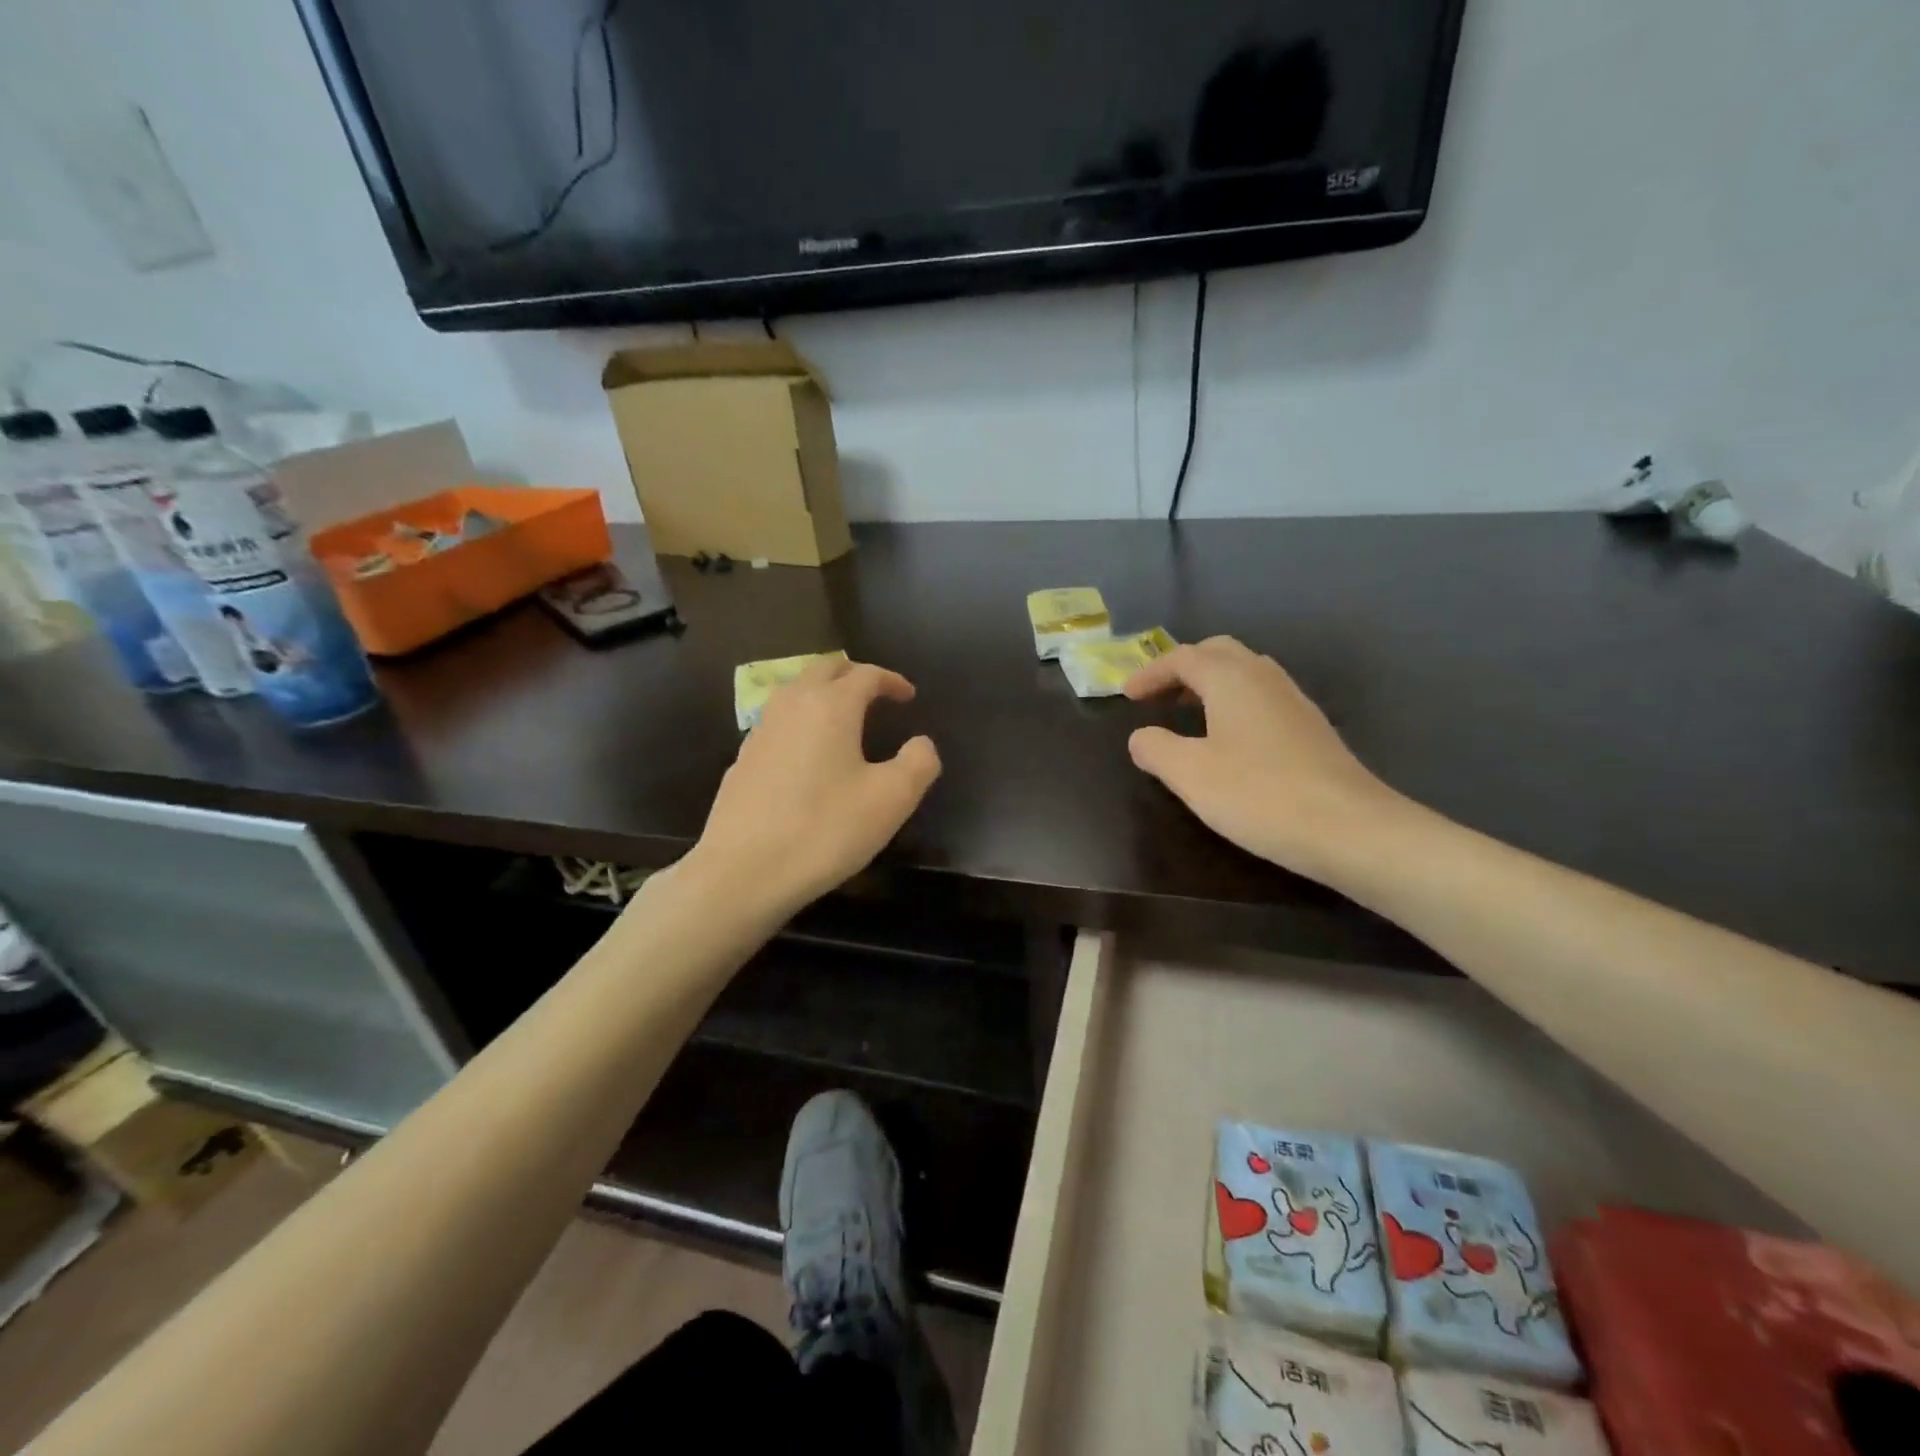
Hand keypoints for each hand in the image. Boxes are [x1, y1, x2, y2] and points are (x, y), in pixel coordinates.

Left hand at [692, 657, 940, 916]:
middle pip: (824, 669)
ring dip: (823, 692)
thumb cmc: (825, 830)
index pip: (866, 675)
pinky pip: (778, 721)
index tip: (908, 696)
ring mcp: (760, 730)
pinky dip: (801, 720)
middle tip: (875, 693)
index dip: (891, 680)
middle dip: (853, 674)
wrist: (743, 871)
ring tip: (843, 716)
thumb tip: (921, 744)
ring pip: (795, 691)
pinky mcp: (742, 758)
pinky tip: (807, 752)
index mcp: (831, 706)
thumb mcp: (891, 800)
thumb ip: (918, 763)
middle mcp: (792, 706)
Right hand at [1123, 636, 1404, 880]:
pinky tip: (1229, 739)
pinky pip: (1262, 697)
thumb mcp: (1190, 774)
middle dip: (1183, 668)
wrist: (1350, 828)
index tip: (1126, 695)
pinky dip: (1234, 703)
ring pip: (1245, 673)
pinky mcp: (1311, 728)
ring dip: (1210, 684)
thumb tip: (1140, 736)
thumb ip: (1156, 749)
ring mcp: (1294, 701)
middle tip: (1158, 696)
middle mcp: (1264, 678)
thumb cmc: (1259, 794)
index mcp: (1232, 679)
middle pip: (1218, 652)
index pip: (1183, 658)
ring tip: (1188, 714)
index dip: (1150, 672)